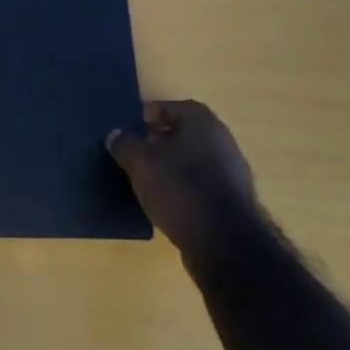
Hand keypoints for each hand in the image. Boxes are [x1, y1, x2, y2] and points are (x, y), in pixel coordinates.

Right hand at [107, 100, 258, 262]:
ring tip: (147, 179)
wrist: (224, 242)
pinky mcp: (234, 202)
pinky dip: (185, 188)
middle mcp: (222, 140)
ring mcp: (232, 172)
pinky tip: (168, 202)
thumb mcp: (140, 162)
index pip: (172, 107)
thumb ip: (125, 144)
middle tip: (136, 152)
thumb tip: (115, 134)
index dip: (149, 115)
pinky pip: (202, 185)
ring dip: (173, 166)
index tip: (132, 128)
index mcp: (202, 122)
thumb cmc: (180, 187)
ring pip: (194, 160)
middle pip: (185, 133)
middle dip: (160, 140)